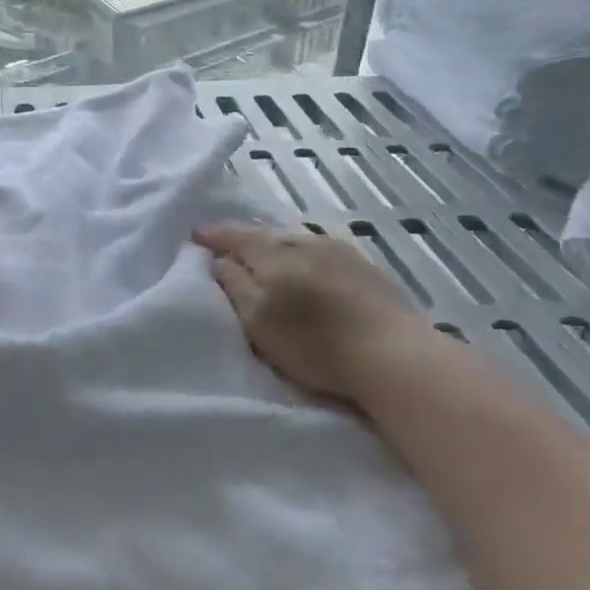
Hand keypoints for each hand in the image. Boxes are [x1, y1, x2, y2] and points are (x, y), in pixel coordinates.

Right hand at [193, 224, 431, 403]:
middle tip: (227, 248)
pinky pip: (319, 252)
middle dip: (244, 239)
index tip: (195, 235)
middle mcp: (304, 241)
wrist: (394, 354)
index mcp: (273, 252)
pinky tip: (306, 271)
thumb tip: (218, 260)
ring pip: (295, 241)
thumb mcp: (258, 320)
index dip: (213, 236)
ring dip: (275, 247)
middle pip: (265, 234)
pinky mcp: (365, 267)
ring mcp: (339, 251)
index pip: (235, 236)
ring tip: (265, 260)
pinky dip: (302, 257)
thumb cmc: (314, 342)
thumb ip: (233, 285)